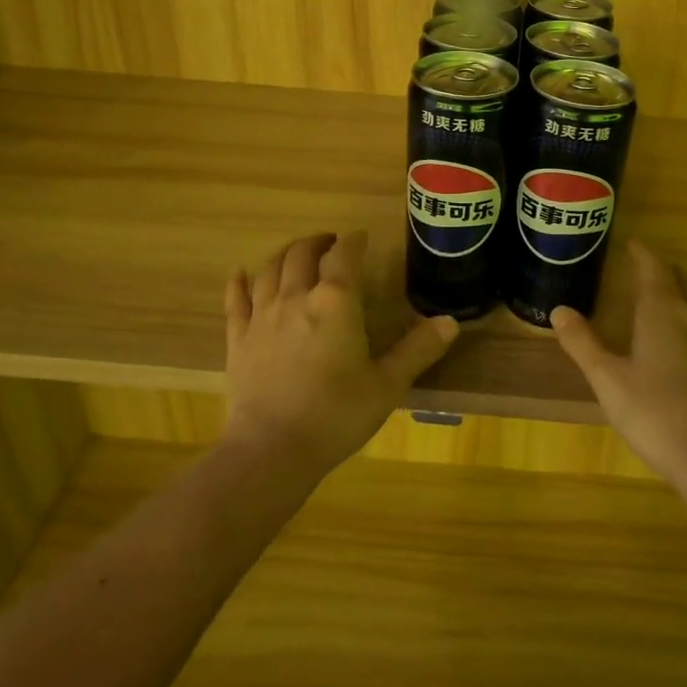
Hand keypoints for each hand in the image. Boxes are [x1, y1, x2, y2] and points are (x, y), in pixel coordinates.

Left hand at [223, 231, 458, 475]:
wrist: (273, 449)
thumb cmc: (337, 414)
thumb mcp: (388, 384)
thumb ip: (418, 349)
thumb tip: (450, 321)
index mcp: (336, 302)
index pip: (345, 256)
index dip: (354, 241)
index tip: (361, 237)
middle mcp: (296, 297)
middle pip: (302, 254)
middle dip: (318, 243)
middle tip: (330, 243)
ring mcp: (262, 316)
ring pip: (269, 269)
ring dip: (285, 255)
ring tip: (295, 254)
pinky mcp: (238, 339)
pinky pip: (236, 300)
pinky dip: (239, 282)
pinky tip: (239, 274)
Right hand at [552, 241, 686, 478]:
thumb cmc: (652, 411)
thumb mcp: (606, 377)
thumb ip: (582, 342)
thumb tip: (558, 310)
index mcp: (661, 309)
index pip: (652, 266)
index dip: (641, 253)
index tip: (629, 244)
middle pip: (677, 278)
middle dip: (658, 270)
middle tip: (637, 270)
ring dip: (680, 290)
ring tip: (661, 298)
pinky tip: (684, 336)